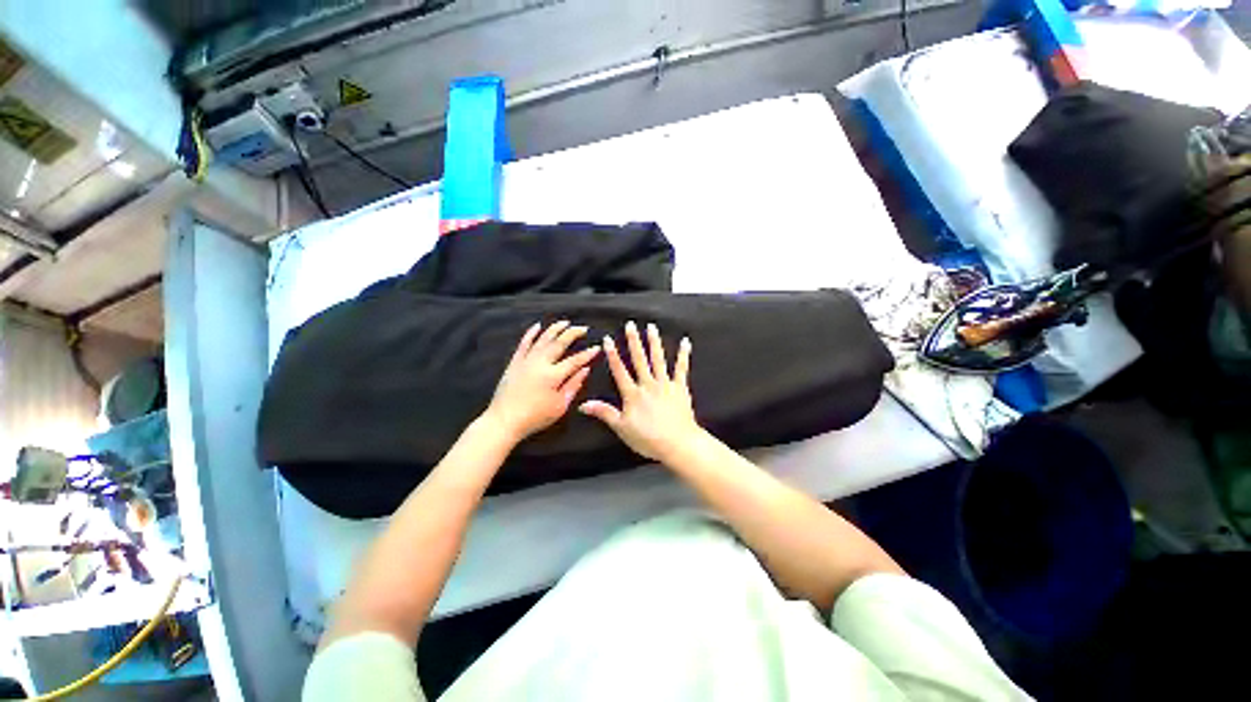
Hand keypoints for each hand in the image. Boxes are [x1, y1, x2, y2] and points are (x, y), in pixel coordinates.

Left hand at [484, 321, 600, 442]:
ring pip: (543, 339)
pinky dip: (531, 333)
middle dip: (573, 333)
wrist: (504, 421)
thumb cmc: (534, 417)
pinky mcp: (515, 362)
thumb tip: (585, 370)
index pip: (575, 360)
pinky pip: (524, 343)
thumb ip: (573, 385)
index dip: (588, 353)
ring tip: (565, 322)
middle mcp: (540, 363)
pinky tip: (537, 326)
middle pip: (560, 343)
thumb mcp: (560, 406)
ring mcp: (526, 360)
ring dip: (555, 329)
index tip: (597, 347)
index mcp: (553, 375)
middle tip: (583, 328)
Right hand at [579, 321, 703, 461]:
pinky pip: (682, 368)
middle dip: (634, 341)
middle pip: (639, 359)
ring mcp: (665, 384)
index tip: (608, 339)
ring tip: (651, 327)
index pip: (620, 370)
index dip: (613, 354)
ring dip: (654, 342)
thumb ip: (604, 413)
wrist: (677, 443)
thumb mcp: (621, 428)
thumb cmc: (648, 438)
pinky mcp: (680, 388)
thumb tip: (583, 404)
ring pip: (659, 359)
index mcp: (633, 394)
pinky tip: (686, 342)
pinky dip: (684, 355)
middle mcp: (648, 384)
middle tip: (631, 325)